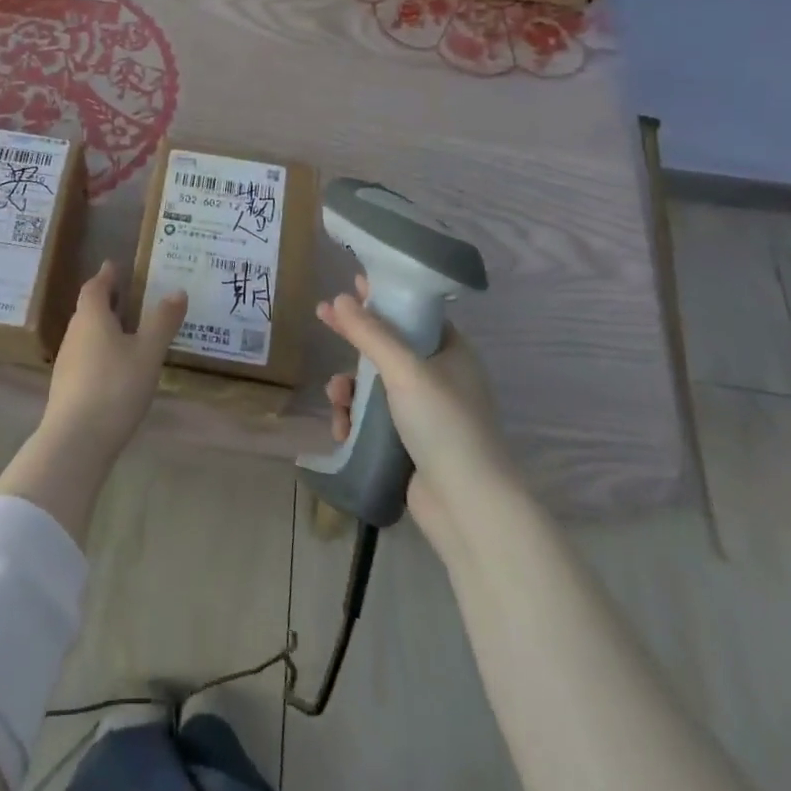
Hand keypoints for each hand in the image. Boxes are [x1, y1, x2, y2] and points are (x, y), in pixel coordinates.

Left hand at [40, 261, 186, 465]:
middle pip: (88, 310)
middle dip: (106, 300)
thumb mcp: (148, 352)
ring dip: (103, 327)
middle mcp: (74, 334)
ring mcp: (67, 362)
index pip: (95, 288)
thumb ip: (163, 321)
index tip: (114, 266)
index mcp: (91, 318)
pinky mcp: (66, 387)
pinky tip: (116, 367)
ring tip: (127, 331)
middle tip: (127, 296)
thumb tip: (177, 290)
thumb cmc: (115, 386)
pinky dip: (101, 351)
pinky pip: (86, 357)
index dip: (106, 276)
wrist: (76, 439)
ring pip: (86, 335)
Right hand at [317, 275, 513, 556]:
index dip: (383, 298)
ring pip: (375, 385)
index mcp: (452, 352)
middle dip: (355, 343)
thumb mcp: (405, 370)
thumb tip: (338, 299)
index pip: (414, 312)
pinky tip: (342, 428)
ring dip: (350, 388)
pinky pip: (374, 418)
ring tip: (336, 399)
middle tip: (323, 320)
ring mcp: (425, 412)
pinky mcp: (410, 442)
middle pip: (389, 347)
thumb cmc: (444, 425)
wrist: (467, 505)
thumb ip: (370, 333)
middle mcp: (441, 377)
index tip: (352, 285)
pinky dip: (355, 419)